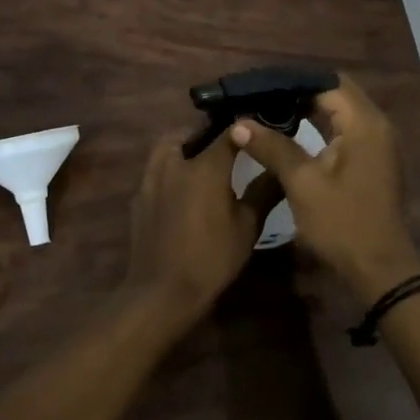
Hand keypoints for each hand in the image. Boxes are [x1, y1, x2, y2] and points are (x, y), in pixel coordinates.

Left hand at [123, 132, 280, 330]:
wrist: (162, 291)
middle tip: (223, 146)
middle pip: (187, 133)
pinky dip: (169, 171)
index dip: (244, 128)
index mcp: (205, 167)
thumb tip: (281, 170)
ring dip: (181, 148)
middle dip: (205, 133)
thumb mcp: (247, 227)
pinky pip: (155, 172)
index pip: (228, 133)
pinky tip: (181, 191)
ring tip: (200, 164)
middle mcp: (175, 164)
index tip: (257, 129)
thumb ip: (263, 192)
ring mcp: (151, 180)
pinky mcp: (139, 198)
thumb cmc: (211, 258)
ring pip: (165, 149)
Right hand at [228, 75, 419, 306]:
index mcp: (364, 124)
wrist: (378, 268)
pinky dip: (320, 125)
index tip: (260, 86)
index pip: (328, 83)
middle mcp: (376, 126)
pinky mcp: (372, 160)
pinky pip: (345, 129)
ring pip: (341, 111)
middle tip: (262, 96)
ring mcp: (377, 144)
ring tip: (270, 109)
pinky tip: (292, 132)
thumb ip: (272, 147)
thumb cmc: (341, 223)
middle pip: (336, 92)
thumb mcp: (302, 183)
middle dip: (300, 92)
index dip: (293, 82)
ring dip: (309, 108)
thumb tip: (239, 123)